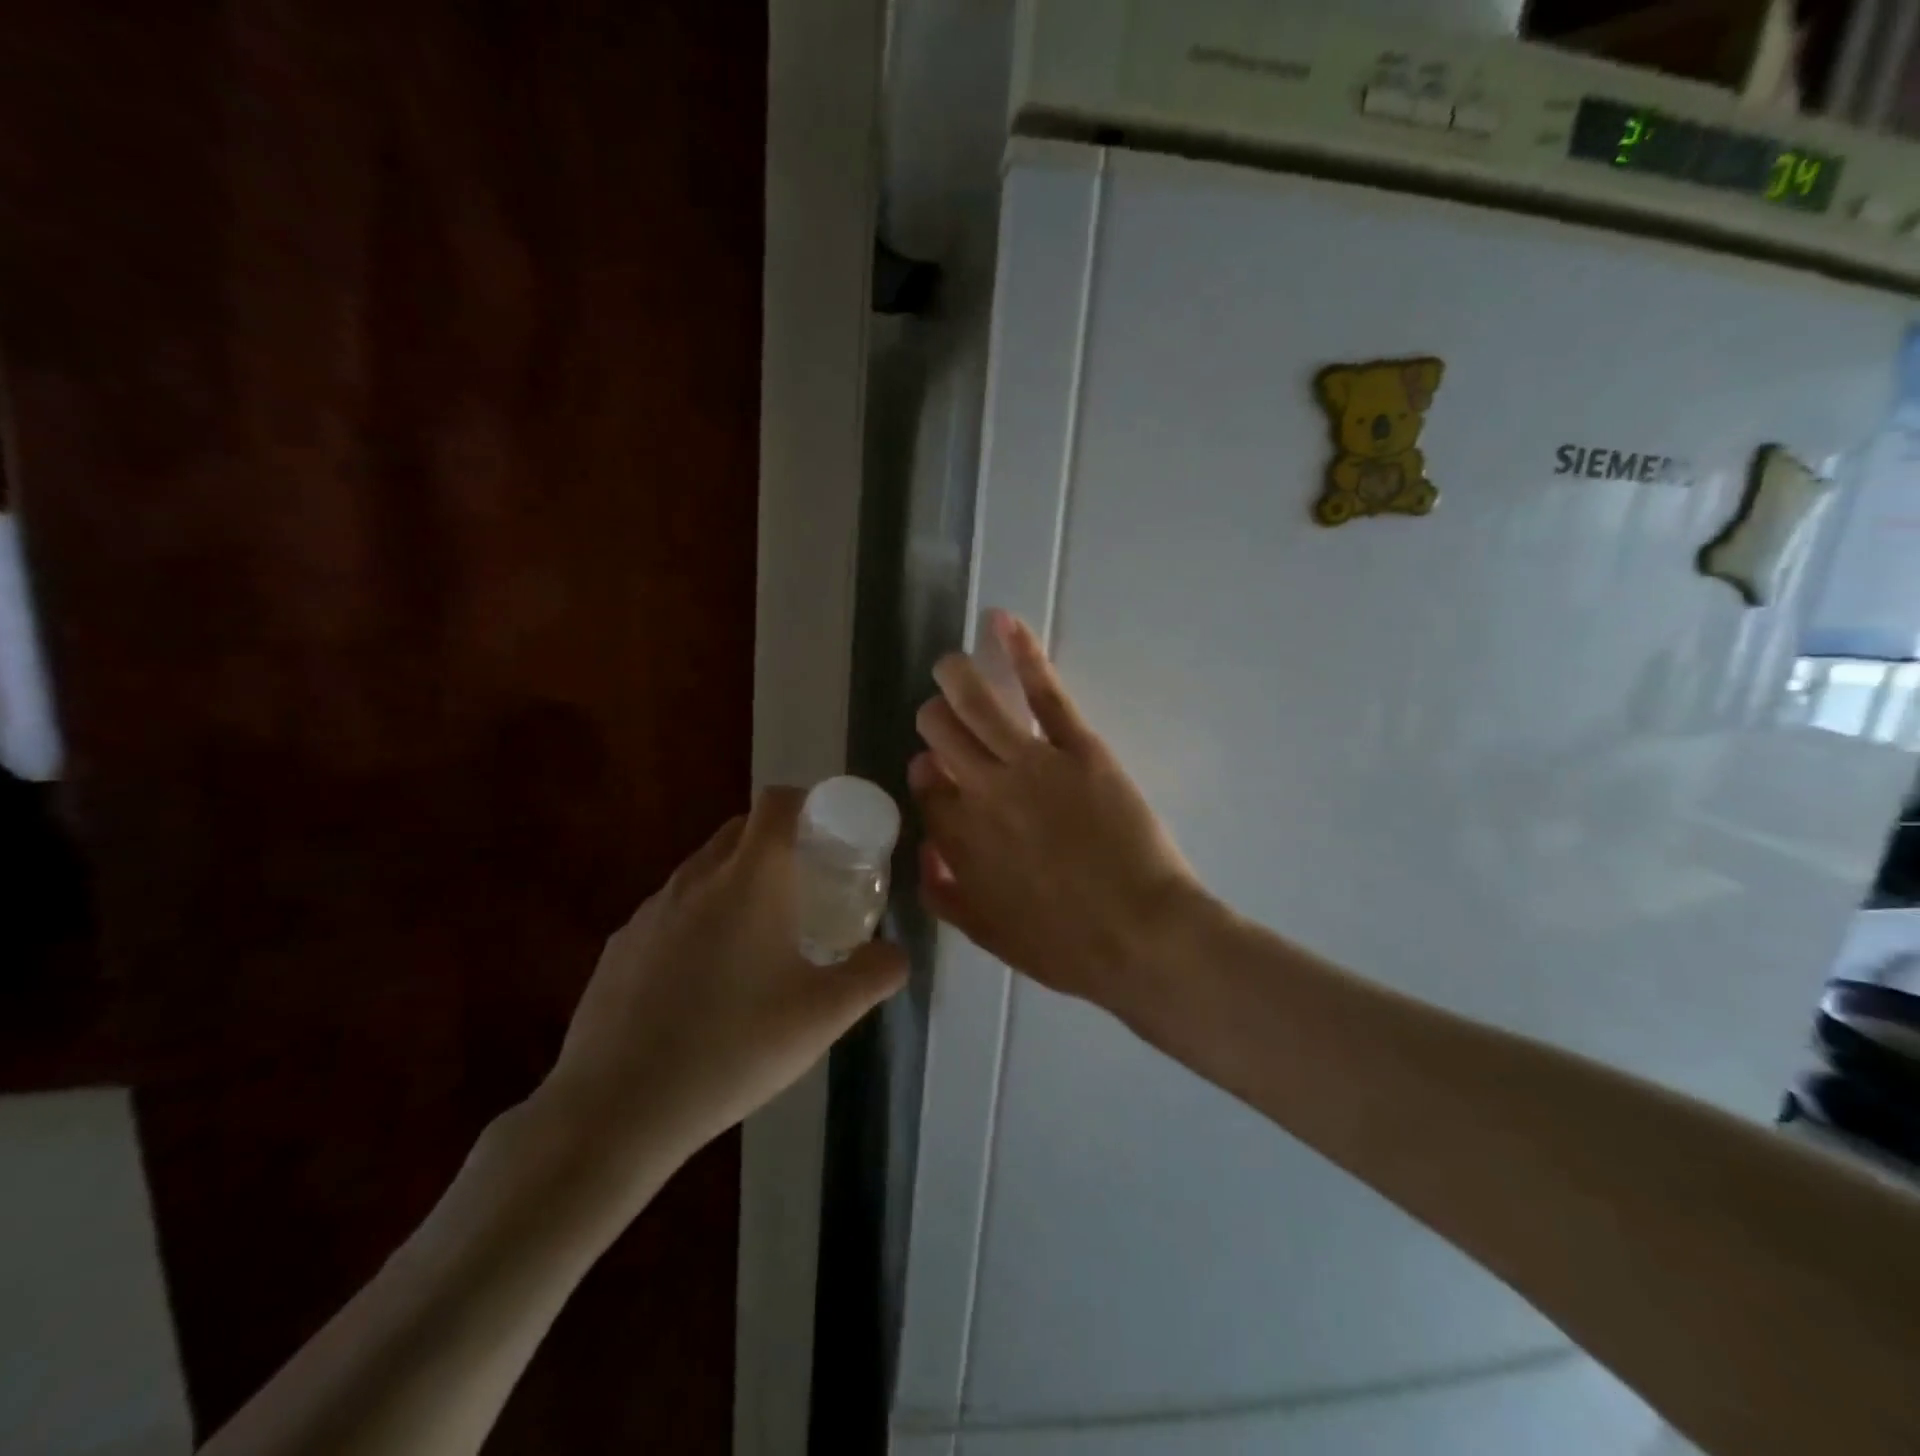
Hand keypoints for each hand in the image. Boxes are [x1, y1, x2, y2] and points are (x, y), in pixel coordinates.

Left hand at [541, 787, 904, 1178]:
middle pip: (740, 829)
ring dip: (736, 881)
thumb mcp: (825, 1016)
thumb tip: (897, 954)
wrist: (615, 1108)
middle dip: (777, 842)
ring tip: (760, 936)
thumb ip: (874, 975)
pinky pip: (671, 910)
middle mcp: (697, 878)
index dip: (808, 802)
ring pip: (703, 870)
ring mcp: (651, 910)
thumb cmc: (733, 1047)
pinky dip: (698, 919)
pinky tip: (705, 980)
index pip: (778, 802)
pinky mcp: (621, 945)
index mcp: (750, 878)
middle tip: (807, 885)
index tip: (831, 833)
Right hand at [911, 611, 1204, 1013]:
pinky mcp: (1076, 749)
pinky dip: (1020, 653)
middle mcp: (982, 793)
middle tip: (948, 718)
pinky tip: (1002, 622)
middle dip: (936, 721)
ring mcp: (1028, 765)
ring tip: (951, 664)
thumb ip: (945, 894)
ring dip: (956, 677)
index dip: (928, 771)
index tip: (938, 769)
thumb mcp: (990, 935)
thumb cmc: (1068, 946)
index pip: (925, 786)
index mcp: (959, 840)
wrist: (1142, 938)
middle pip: (939, 735)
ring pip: (976, 705)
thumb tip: (925, 849)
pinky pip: (1042, 692)